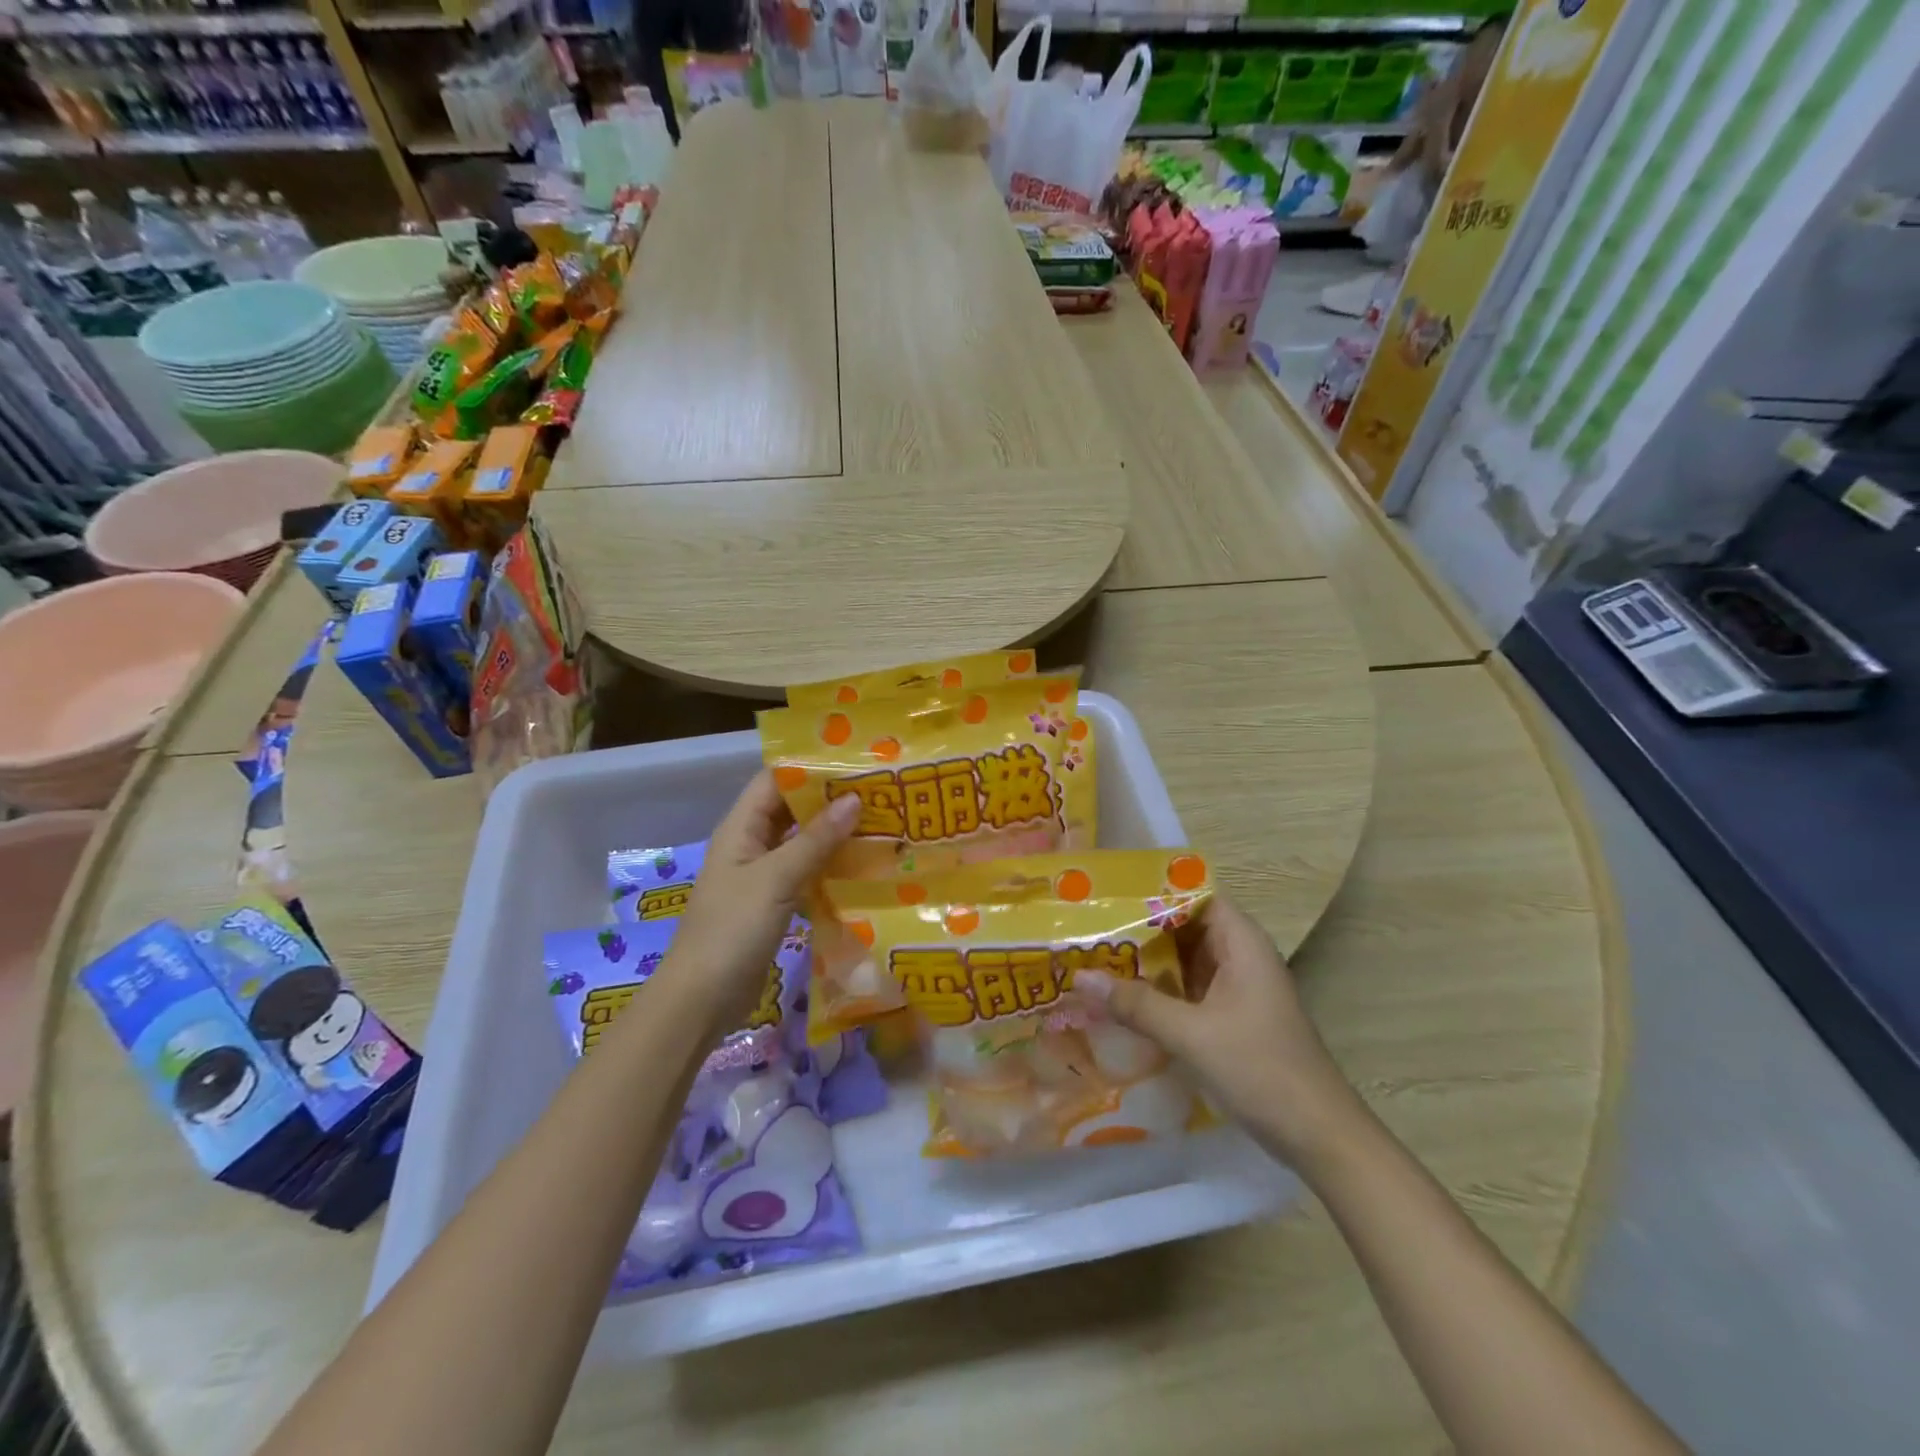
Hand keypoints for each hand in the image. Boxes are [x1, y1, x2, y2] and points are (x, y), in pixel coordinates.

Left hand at [653, 770, 860, 1037]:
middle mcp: (750, 845)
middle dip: (830, 799)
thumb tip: (854, 799)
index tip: (855, 760)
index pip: (775, 781)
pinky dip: (830, 867)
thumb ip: (815, 840)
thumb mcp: (776, 879)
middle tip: (879, 791)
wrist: (701, 1000)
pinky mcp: (773, 904)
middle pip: (791, 809)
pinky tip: (864, 866)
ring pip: (802, 842)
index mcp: (741, 828)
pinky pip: (806, 873)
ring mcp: (761, 876)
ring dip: (834, 834)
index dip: (810, 767)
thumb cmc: (732, 929)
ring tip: (881, 822)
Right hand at [1074, 896, 1362, 1169]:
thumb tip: (1080, 977)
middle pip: (1185, 928)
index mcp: (1242, 943)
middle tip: (1090, 930)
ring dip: (1148, 963)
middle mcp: (1241, 957)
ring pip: (1186, 962)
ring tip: (1096, 959)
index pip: (1194, 896)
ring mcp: (1239, 990)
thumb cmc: (1260, 1069)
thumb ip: (1135, 1004)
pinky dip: (1161, 991)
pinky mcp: (1233, 1019)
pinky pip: (1190, 991)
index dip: (1154, 893)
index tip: (1109, 898)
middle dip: (1141, 930)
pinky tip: (1124, 1001)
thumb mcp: (1191, 1034)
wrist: (1319, 1136)